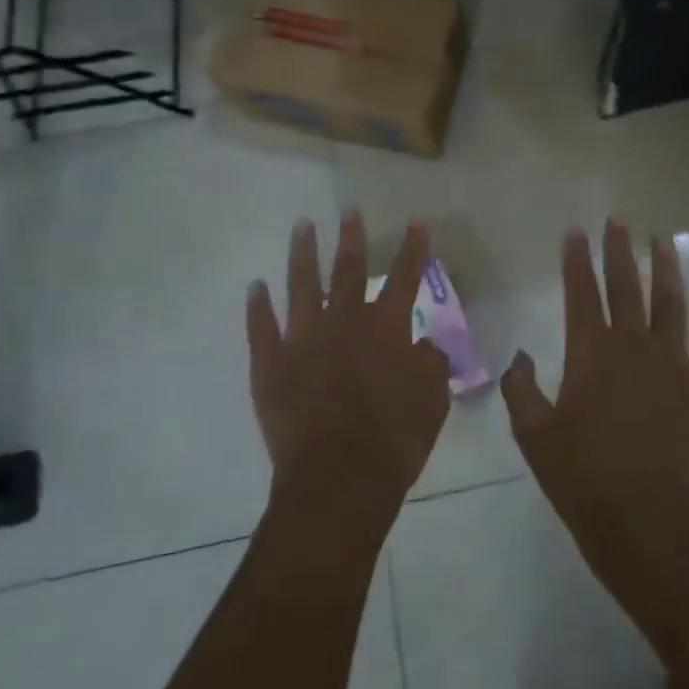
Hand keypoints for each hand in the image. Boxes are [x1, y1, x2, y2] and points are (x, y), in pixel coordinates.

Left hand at [248, 211, 451, 531]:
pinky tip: (255, 286)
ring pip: (301, 286)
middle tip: (348, 210)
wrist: (338, 478)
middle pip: (348, 270)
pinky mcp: (270, 364)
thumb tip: (425, 345)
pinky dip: (258, 306)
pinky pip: (261, 327)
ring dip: (302, 254)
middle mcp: (344, 322)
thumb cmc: (394, 439)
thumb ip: (431, 365)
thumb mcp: (432, 402)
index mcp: (385, 329)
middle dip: (352, 237)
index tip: (417, 220)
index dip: (414, 248)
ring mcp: (303, 339)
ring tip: (302, 227)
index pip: (405, 278)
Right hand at [502, 220, 688, 600]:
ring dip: (667, 271)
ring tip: (664, 242)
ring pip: (672, 305)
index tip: (576, 232)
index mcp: (592, 353)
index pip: (581, 293)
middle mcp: (635, 347)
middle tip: (619, 220)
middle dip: (619, 251)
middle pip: (627, 287)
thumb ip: (521, 390)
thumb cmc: (585, 479)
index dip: (576, 260)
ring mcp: (676, 366)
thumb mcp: (535, 437)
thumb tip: (521, 356)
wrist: (650, 523)